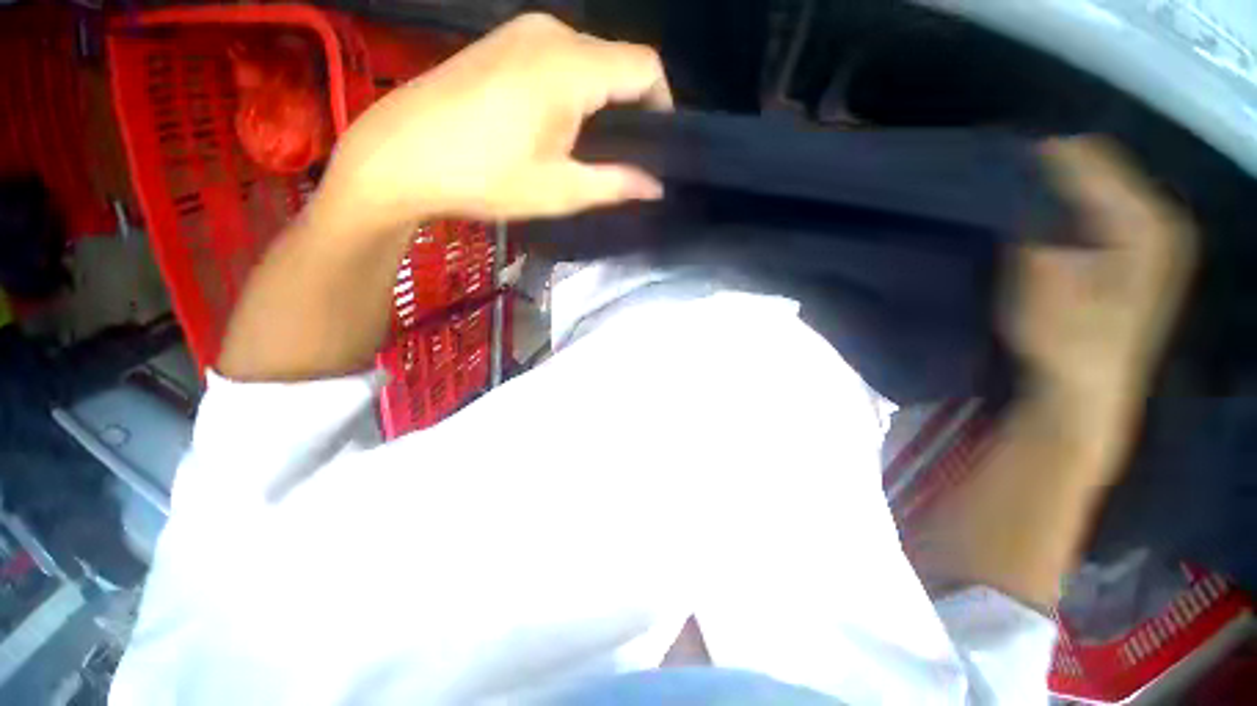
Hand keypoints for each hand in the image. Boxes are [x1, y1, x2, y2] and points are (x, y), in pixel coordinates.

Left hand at [314, 13, 670, 231]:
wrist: (400, 155)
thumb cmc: (485, 177)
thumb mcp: (560, 190)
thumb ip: (616, 184)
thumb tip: (656, 187)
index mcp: (571, 67)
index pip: (645, 67)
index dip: (662, 104)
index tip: (657, 145)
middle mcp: (552, 33)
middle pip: (617, 60)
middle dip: (631, 106)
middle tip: (623, 156)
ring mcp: (521, 32)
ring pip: (588, 58)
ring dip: (601, 99)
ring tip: (588, 145)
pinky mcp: (501, 42)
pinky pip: (558, 57)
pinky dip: (572, 88)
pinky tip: (556, 124)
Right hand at [1006, 139, 1195, 413]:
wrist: (1087, 389)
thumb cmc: (1064, 336)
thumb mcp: (1039, 276)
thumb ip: (1033, 223)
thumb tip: (1018, 184)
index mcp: (1145, 222)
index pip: (1094, 159)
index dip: (1046, 152)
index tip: (1003, 150)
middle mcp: (1162, 221)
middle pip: (1105, 169)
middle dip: (1058, 168)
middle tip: (1010, 171)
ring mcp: (1157, 240)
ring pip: (1107, 189)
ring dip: (1067, 187)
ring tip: (1025, 188)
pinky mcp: (1143, 257)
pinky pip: (1109, 211)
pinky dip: (1078, 206)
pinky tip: (1053, 217)